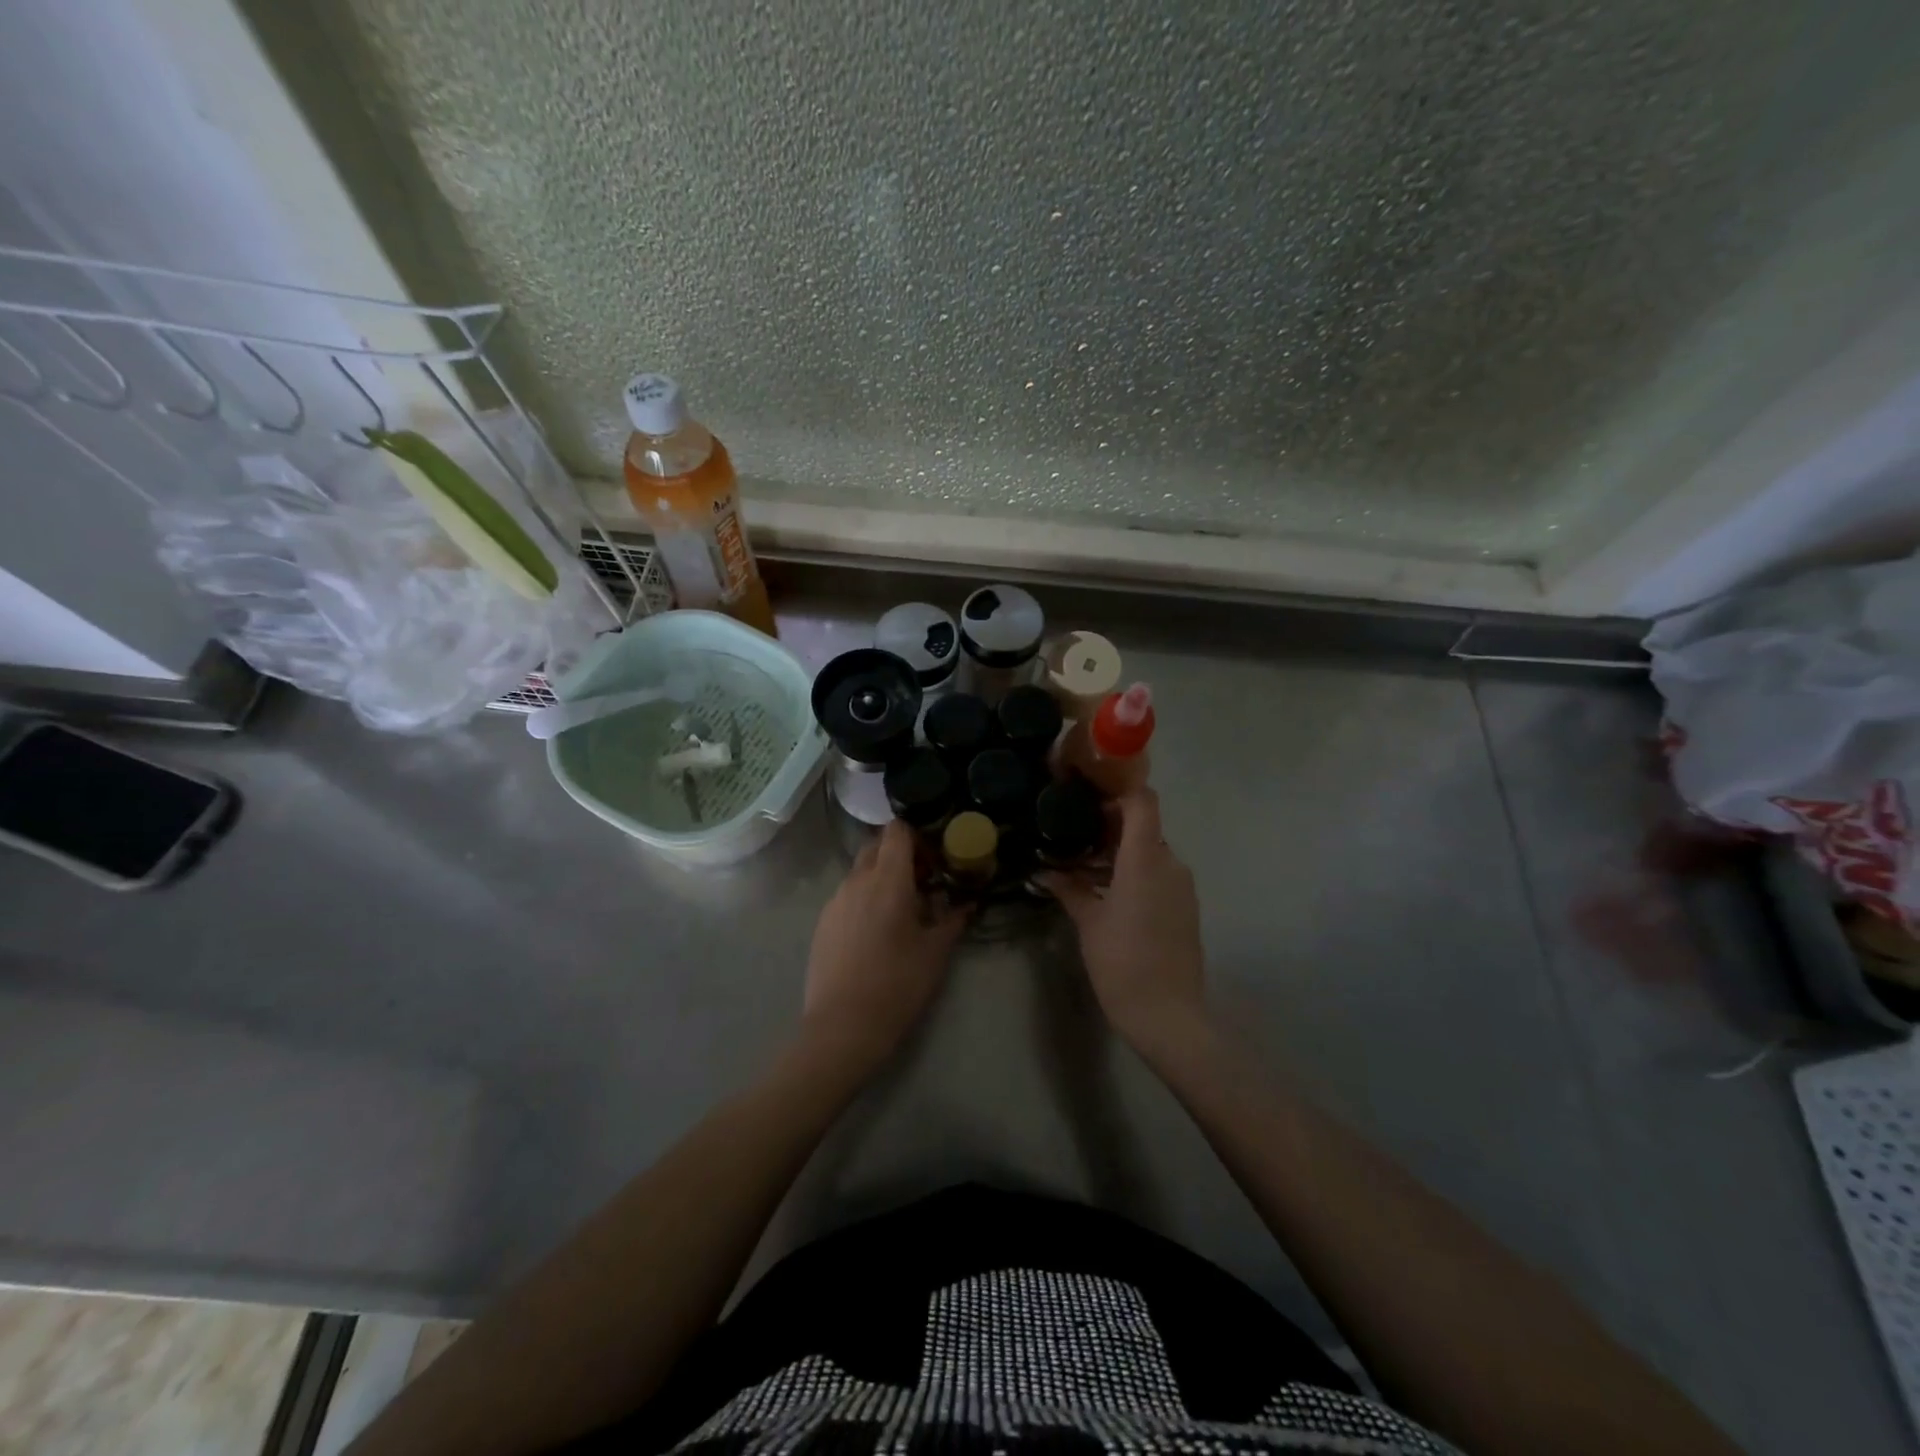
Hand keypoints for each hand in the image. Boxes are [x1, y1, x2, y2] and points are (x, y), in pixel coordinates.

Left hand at [801, 820, 969, 1076]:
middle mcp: (857, 880)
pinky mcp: (823, 922)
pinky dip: (865, 899)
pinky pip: (848, 895)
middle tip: (923, 883)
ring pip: (860, 871)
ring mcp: (835, 900)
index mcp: (887, 879)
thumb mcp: (936, 952)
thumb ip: (953, 919)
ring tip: (901, 911)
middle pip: (877, 846)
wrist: (842, 1027)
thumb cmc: (898, 984)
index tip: (934, 859)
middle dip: (900, 855)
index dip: (917, 836)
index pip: (897, 830)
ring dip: (881, 878)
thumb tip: (968, 903)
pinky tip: (876, 933)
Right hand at [1039, 789, 1206, 1052]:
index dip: (1119, 791)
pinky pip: (1160, 875)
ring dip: (1121, 854)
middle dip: (1111, 827)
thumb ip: (1068, 889)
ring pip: (1151, 853)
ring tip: (1085, 867)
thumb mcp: (1088, 922)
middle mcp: (1170, 863)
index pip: (1143, 802)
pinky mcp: (1186, 907)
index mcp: (1146, 858)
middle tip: (1074, 835)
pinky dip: (1136, 873)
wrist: (1168, 1015)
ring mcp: (1182, 886)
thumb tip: (1043, 871)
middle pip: (1144, 827)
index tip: (1089, 796)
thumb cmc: (1122, 961)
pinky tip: (1108, 893)